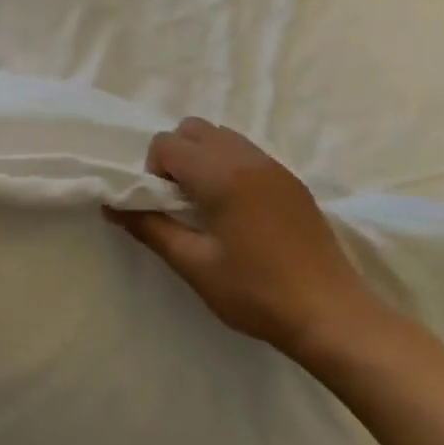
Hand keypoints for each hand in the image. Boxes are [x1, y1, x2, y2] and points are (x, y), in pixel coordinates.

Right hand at [110, 118, 370, 352]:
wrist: (332, 316)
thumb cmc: (256, 292)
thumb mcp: (193, 264)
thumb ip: (149, 228)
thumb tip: (111, 206)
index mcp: (222, 175)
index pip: (167, 143)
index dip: (154, 172)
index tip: (166, 209)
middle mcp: (248, 159)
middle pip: (193, 129)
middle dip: (176, 157)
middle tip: (182, 203)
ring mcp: (275, 167)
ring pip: (222, 137)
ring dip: (203, 159)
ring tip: (209, 206)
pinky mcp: (292, 181)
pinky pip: (246, 153)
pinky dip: (228, 167)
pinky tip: (238, 213)